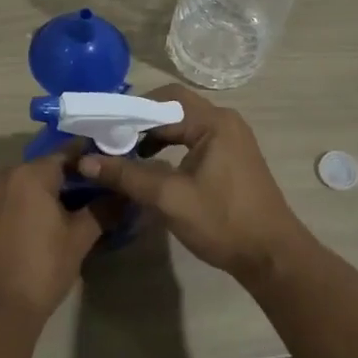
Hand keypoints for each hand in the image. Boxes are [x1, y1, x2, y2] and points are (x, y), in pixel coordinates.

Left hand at [0, 146, 101, 324]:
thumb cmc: (43, 269)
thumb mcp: (79, 239)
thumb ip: (101, 210)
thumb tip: (121, 194)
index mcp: (30, 175)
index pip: (63, 155)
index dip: (83, 162)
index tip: (97, 172)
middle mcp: (0, 177)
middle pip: (34, 170)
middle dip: (54, 180)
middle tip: (74, 199)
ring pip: (11, 186)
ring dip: (27, 195)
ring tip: (44, 218)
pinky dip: (6, 210)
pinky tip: (16, 233)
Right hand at [75, 86, 307, 284]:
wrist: (271, 256)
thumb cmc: (222, 221)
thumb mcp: (169, 198)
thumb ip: (127, 175)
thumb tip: (86, 161)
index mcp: (214, 122)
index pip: (164, 100)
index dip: (131, 111)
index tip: (104, 129)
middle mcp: (224, 122)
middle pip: (173, 110)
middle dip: (140, 124)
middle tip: (110, 142)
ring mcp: (231, 140)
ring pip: (183, 126)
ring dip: (154, 137)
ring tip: (126, 156)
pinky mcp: (231, 158)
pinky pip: (193, 141)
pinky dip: (170, 149)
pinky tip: (152, 168)